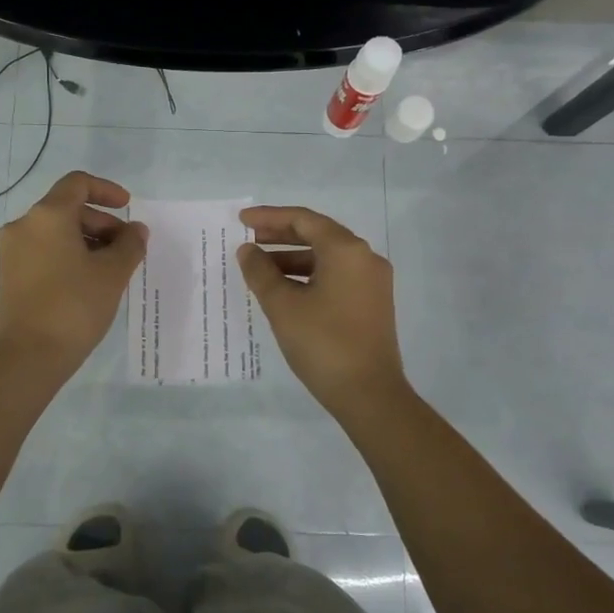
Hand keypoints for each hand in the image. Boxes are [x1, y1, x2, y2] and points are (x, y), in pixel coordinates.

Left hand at [0, 171, 147, 374]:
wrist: (28, 356)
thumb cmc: (74, 306)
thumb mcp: (112, 273)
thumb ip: (129, 244)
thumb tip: (136, 230)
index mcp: (47, 215)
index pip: (78, 183)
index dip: (107, 190)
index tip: (129, 209)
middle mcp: (24, 225)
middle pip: (67, 208)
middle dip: (102, 222)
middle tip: (127, 248)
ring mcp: (12, 251)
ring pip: (56, 231)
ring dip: (87, 240)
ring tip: (112, 268)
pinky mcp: (10, 275)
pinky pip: (44, 251)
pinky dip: (68, 255)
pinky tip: (89, 281)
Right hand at [236, 205, 409, 416]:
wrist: (369, 394)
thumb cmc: (323, 343)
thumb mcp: (283, 305)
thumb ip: (261, 272)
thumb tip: (248, 250)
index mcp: (346, 250)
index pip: (303, 220)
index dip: (269, 217)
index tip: (241, 220)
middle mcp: (364, 258)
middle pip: (317, 234)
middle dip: (280, 236)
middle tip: (247, 240)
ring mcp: (372, 282)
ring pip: (326, 257)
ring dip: (292, 258)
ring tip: (259, 268)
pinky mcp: (371, 303)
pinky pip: (335, 276)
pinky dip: (308, 276)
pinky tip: (284, 289)